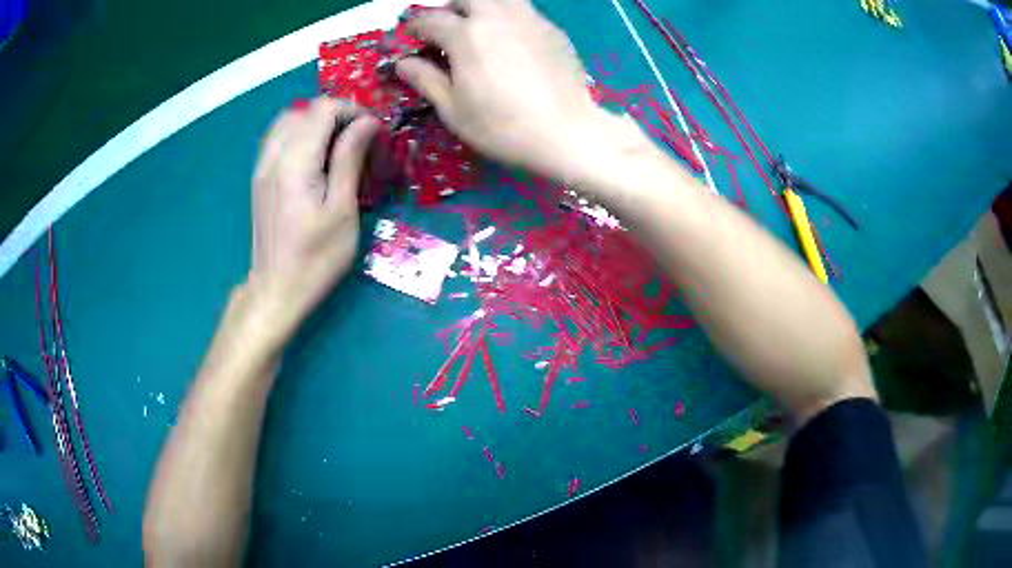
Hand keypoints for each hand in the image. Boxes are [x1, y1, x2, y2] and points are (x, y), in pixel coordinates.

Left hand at [248, 97, 378, 335]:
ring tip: (335, 147)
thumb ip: (350, 159)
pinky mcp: (259, 178)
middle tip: (356, 140)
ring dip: (314, 123)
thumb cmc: (316, 258)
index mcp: (295, 162)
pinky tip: (313, 158)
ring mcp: (262, 167)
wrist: (277, 290)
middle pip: (304, 110)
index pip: (323, 109)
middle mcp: (274, 156)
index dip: (352, 111)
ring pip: (287, 120)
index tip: (372, 133)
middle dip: (335, 115)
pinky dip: (298, 135)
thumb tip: (367, 122)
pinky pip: (277, 138)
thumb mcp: (342, 210)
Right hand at [395, 0, 606, 179]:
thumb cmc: (502, 126)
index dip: (415, 27)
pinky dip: (509, 16)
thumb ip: (425, 79)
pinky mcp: (552, 29)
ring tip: (481, 27)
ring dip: (482, 6)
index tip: (412, 37)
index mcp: (465, 35)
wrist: (566, 132)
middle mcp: (495, 16)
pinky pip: (524, 10)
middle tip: (449, 28)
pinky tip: (512, 39)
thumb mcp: (453, 109)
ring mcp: (528, 18)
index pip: (430, 20)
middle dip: (451, 8)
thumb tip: (402, 63)